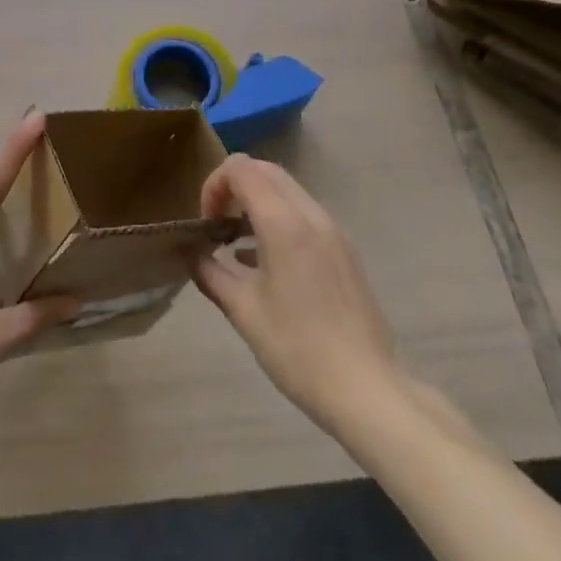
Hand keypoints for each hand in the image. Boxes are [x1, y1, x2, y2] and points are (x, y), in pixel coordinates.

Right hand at [192, 154, 399, 434]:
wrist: (367, 390)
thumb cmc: (298, 350)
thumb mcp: (243, 312)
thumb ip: (211, 273)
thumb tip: (193, 255)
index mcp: (283, 223)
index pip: (240, 169)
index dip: (214, 185)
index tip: (207, 222)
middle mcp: (310, 214)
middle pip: (264, 170)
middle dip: (234, 187)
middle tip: (219, 224)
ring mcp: (332, 230)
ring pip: (286, 188)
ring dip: (257, 201)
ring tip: (239, 243)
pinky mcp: (344, 248)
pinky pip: (304, 212)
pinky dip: (279, 217)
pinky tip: (267, 261)